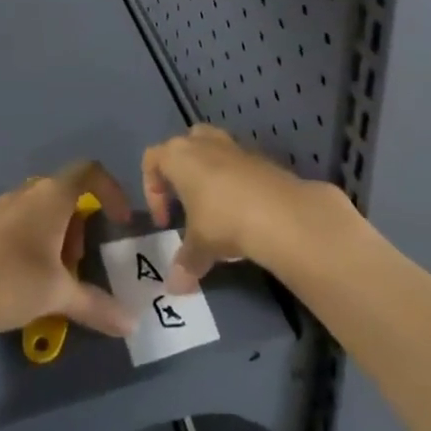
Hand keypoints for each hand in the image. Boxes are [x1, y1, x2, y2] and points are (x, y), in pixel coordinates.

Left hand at [0, 161, 136, 341]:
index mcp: (52, 195)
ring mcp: (1, 207)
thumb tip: (131, 325)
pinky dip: (34, 241)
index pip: (90, 171)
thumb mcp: (59, 295)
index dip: (111, 190)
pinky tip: (24, 279)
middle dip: (79, 225)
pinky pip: (20, 222)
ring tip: (52, 276)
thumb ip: (96, 305)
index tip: (118, 222)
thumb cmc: (12, 281)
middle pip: (66, 193)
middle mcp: (27, 192)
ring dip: (57, 235)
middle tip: (77, 263)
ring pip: (41, 209)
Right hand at [141, 124, 332, 293]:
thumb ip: (184, 263)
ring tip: (214, 206)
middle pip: (183, 145)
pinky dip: (235, 181)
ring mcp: (234, 145)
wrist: (279, 211)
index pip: (152, 160)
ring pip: (212, 148)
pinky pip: (238, 162)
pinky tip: (242, 209)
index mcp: (179, 155)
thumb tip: (174, 288)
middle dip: (181, 171)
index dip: (151, 191)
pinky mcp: (260, 156)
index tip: (165, 223)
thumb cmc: (222, 220)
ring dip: (209, 172)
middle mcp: (204, 142)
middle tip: (186, 203)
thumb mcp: (199, 247)